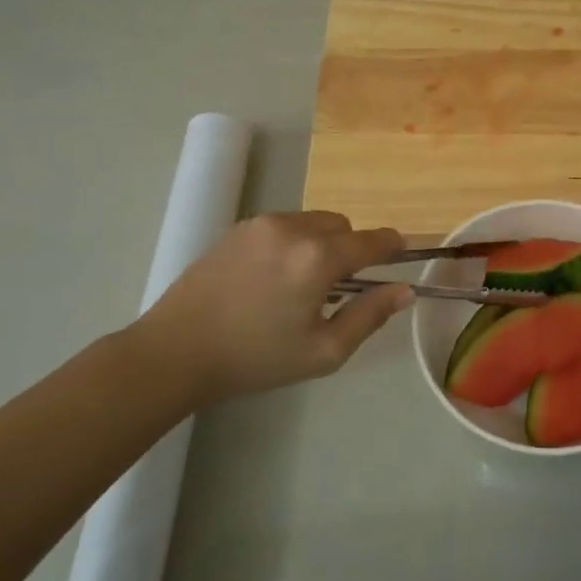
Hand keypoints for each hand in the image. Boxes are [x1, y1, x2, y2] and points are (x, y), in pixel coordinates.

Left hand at [124, 211, 411, 404]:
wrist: (176, 351)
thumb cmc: (255, 358)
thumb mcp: (323, 351)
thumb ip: (370, 316)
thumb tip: (404, 290)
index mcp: (318, 257)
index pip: (371, 240)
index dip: (392, 246)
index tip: (402, 254)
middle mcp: (293, 228)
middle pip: (343, 226)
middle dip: (351, 249)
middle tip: (340, 288)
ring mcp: (262, 223)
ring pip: (313, 221)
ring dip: (323, 243)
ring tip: (304, 283)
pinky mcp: (238, 228)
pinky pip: (285, 225)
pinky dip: (295, 241)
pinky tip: (275, 278)